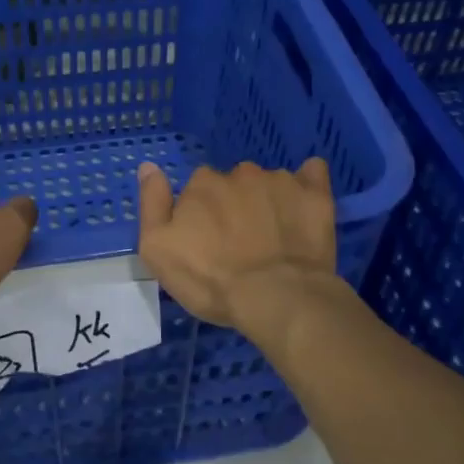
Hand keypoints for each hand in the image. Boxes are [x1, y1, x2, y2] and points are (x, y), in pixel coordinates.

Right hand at [136, 159, 339, 332]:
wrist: (277, 296)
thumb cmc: (211, 279)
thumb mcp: (157, 250)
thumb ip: (151, 204)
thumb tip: (148, 167)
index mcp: (202, 184)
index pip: (198, 190)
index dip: (201, 215)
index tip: (207, 243)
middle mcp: (240, 173)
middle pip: (233, 184)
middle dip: (235, 206)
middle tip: (240, 244)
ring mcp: (280, 181)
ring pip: (268, 183)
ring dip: (267, 201)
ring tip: (273, 238)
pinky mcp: (315, 194)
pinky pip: (311, 173)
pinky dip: (307, 183)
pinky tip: (304, 204)